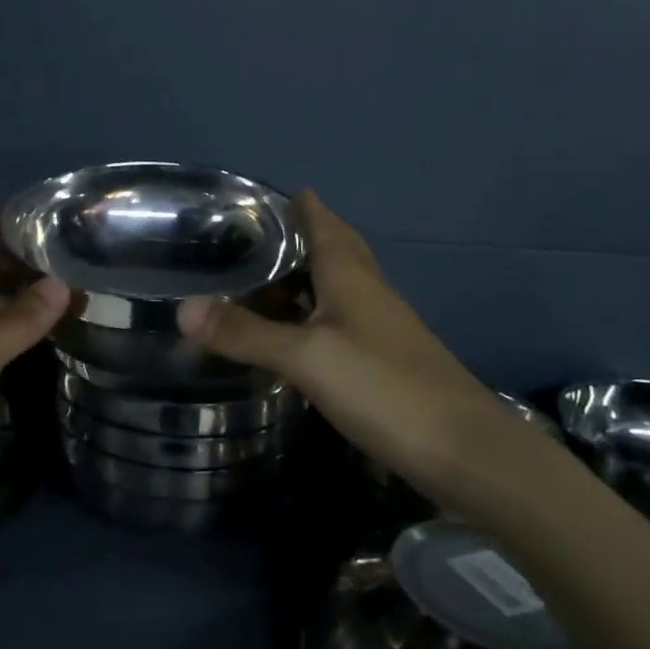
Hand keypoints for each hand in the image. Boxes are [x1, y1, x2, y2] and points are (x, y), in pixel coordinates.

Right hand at [178, 191, 553, 519]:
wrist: (466, 453)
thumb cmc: (384, 388)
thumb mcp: (307, 357)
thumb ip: (246, 334)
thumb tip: (183, 308)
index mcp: (351, 278)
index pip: (324, 225)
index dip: (301, 206)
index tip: (266, 195)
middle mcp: (370, 294)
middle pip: (336, 251)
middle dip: (303, 236)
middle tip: (258, 235)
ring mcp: (382, 329)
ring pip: (339, 287)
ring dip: (306, 276)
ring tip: (264, 279)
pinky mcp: (386, 362)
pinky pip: (341, 321)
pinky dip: (314, 314)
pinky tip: (296, 333)